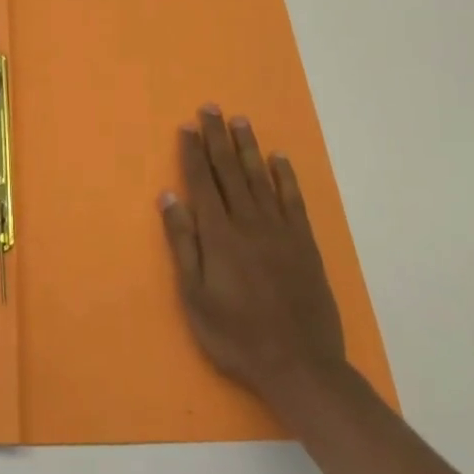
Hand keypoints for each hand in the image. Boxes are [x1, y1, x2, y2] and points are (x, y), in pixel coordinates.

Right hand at [158, 107, 347, 411]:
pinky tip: (278, 158)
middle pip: (229, 171)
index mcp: (219, 235)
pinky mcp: (304, 243)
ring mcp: (280, 230)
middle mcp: (248, 222)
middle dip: (217, 138)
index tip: (187, 126)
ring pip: (260, 178)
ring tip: (239, 120)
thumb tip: (169, 197)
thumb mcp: (195, 296)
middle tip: (210, 108)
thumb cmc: (236, 335)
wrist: (299, 365)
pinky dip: (285, 176)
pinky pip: (293, 200)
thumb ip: (183, 243)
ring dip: (248, 147)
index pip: (202, 182)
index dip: (193, 152)